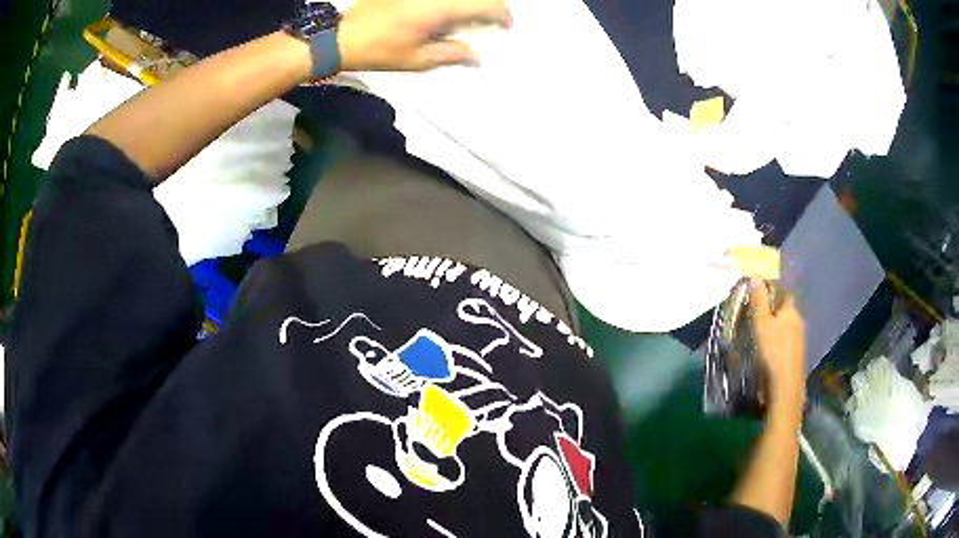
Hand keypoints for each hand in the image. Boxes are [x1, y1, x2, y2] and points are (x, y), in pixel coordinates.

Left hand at [337, 0, 509, 71]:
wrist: (339, 35)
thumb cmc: (379, 50)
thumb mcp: (418, 59)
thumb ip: (453, 54)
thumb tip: (478, 54)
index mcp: (441, 7)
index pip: (487, 4)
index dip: (503, 15)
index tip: (506, 26)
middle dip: (490, 5)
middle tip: (490, 20)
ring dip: (469, 4)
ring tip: (469, 18)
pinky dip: (450, 4)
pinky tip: (444, 14)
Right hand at [749, 279, 805, 418]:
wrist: (785, 387)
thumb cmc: (772, 351)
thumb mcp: (761, 324)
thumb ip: (759, 300)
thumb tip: (756, 276)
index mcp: (791, 310)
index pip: (783, 291)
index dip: (771, 289)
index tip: (757, 292)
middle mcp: (798, 321)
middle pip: (785, 308)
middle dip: (772, 308)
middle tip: (755, 312)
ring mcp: (799, 340)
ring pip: (786, 325)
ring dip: (775, 325)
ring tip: (759, 331)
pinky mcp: (795, 355)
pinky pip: (785, 339)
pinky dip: (777, 339)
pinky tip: (768, 348)